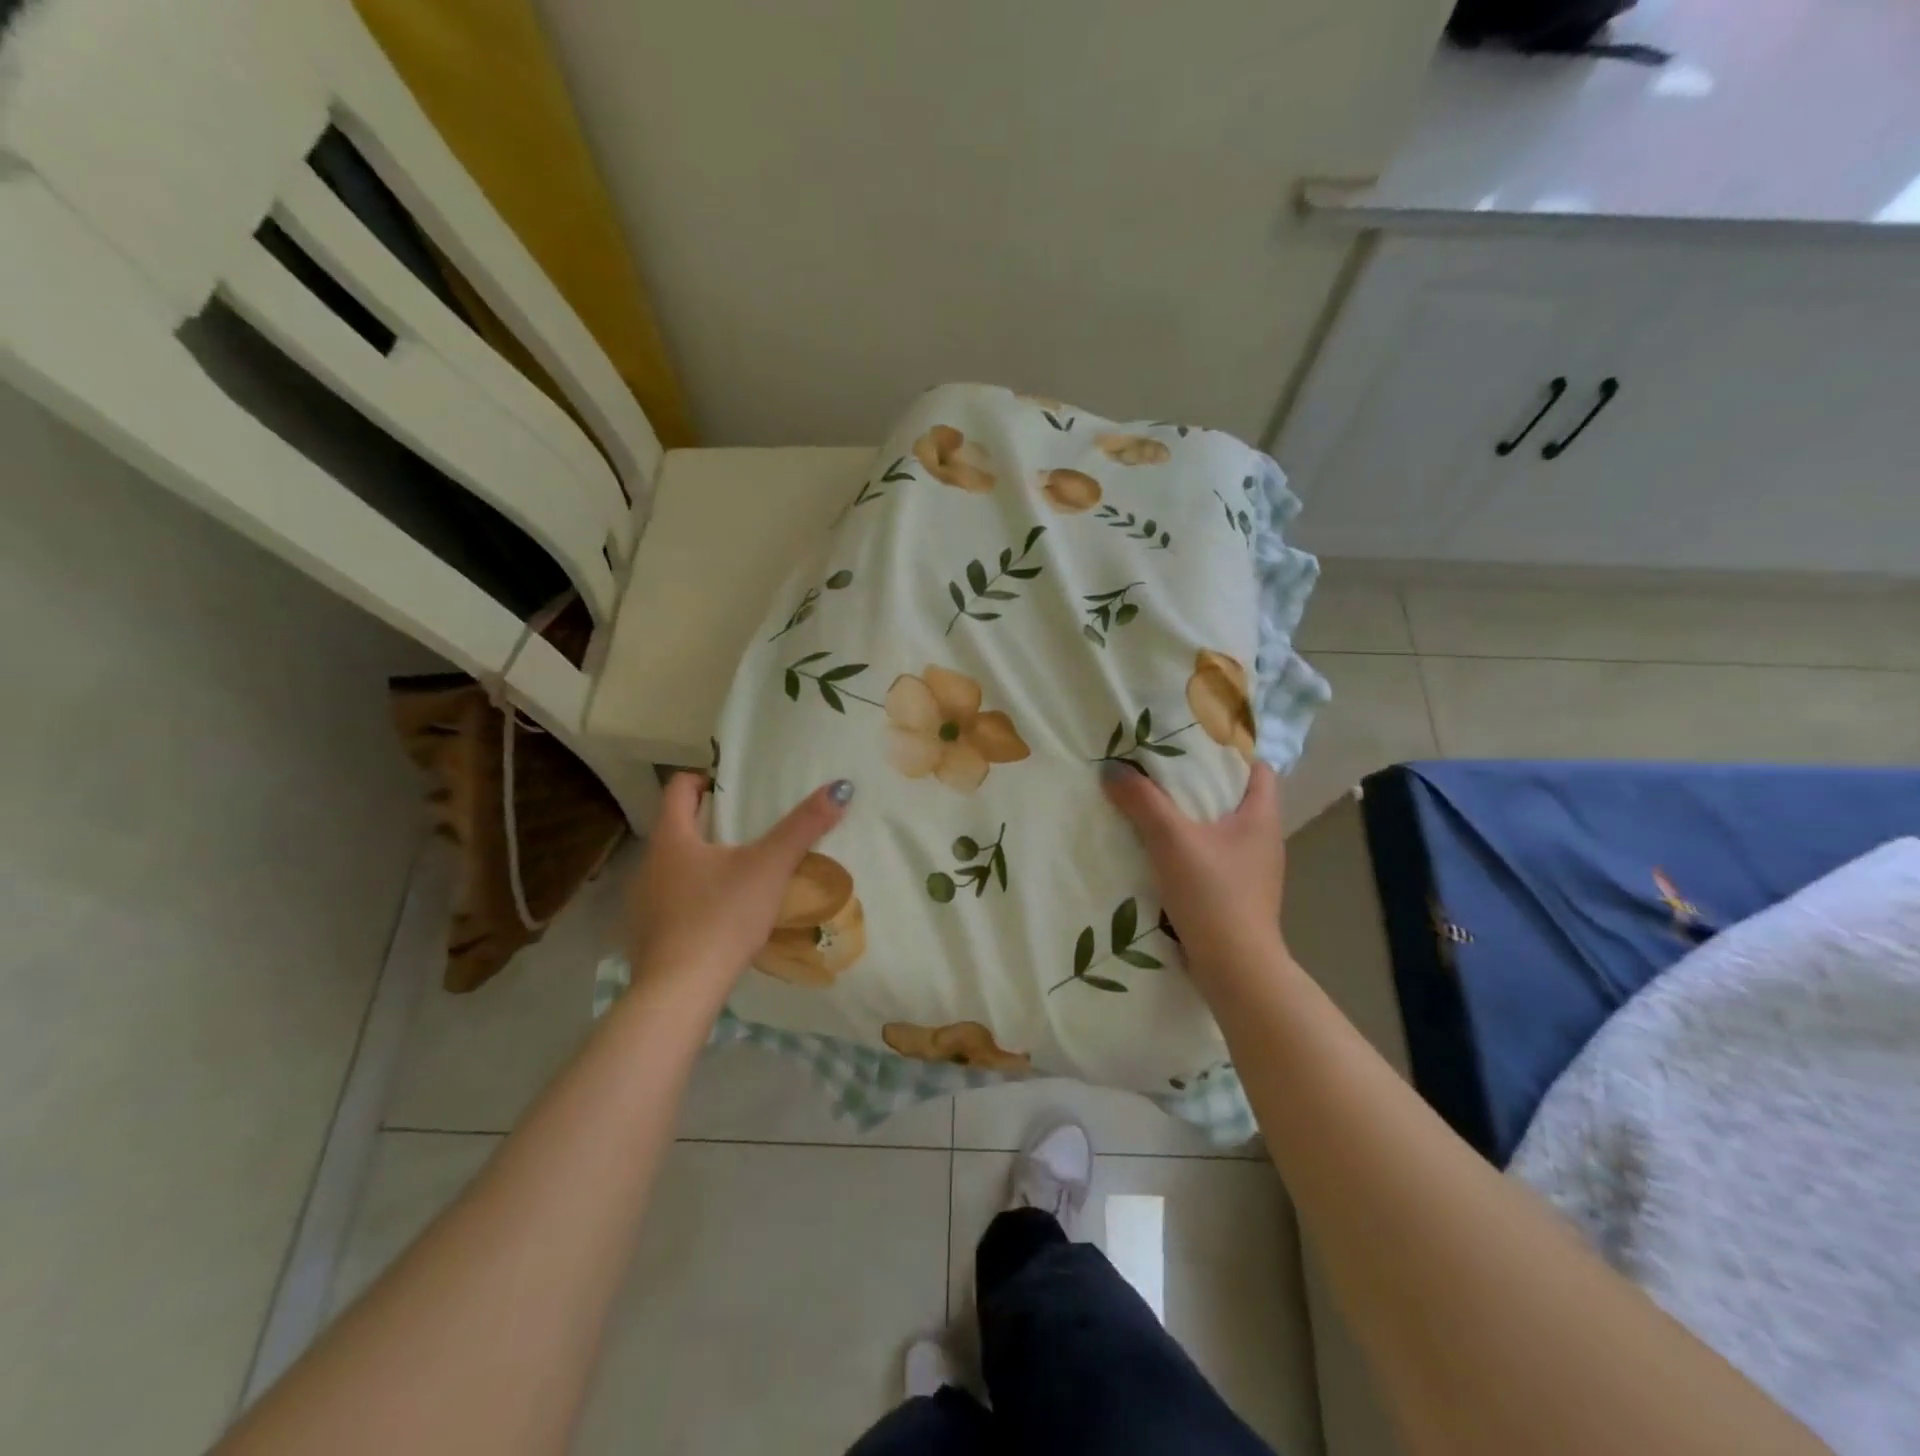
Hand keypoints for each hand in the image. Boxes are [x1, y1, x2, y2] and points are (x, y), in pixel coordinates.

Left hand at [626, 772, 852, 991]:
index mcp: (671, 838)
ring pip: (674, 867)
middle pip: (677, 828)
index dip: (703, 779)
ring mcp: (642, 902)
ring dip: (702, 862)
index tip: (732, 787)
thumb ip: (803, 827)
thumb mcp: (770, 867)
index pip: (677, 788)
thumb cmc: (722, 916)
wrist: (680, 992)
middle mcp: (649, 864)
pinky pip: (672, 901)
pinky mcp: (647, 935)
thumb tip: (840, 787)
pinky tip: (720, 915)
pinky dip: (694, 897)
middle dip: (709, 823)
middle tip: (748, 827)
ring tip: (741, 872)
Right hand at [1100, 760, 1288, 985]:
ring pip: (1220, 829)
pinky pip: (1211, 857)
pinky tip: (1158, 850)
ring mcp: (1251, 870)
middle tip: (1159, 768)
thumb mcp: (1171, 840)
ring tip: (1152, 804)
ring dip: (1191, 817)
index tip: (1191, 741)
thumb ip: (1142, 801)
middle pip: (1234, 796)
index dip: (1229, 750)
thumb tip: (1114, 769)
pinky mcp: (1235, 894)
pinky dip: (1189, 847)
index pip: (1257, 768)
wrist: (1234, 969)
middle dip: (1200, 781)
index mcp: (1261, 817)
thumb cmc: (1213, 894)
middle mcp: (1263, 839)